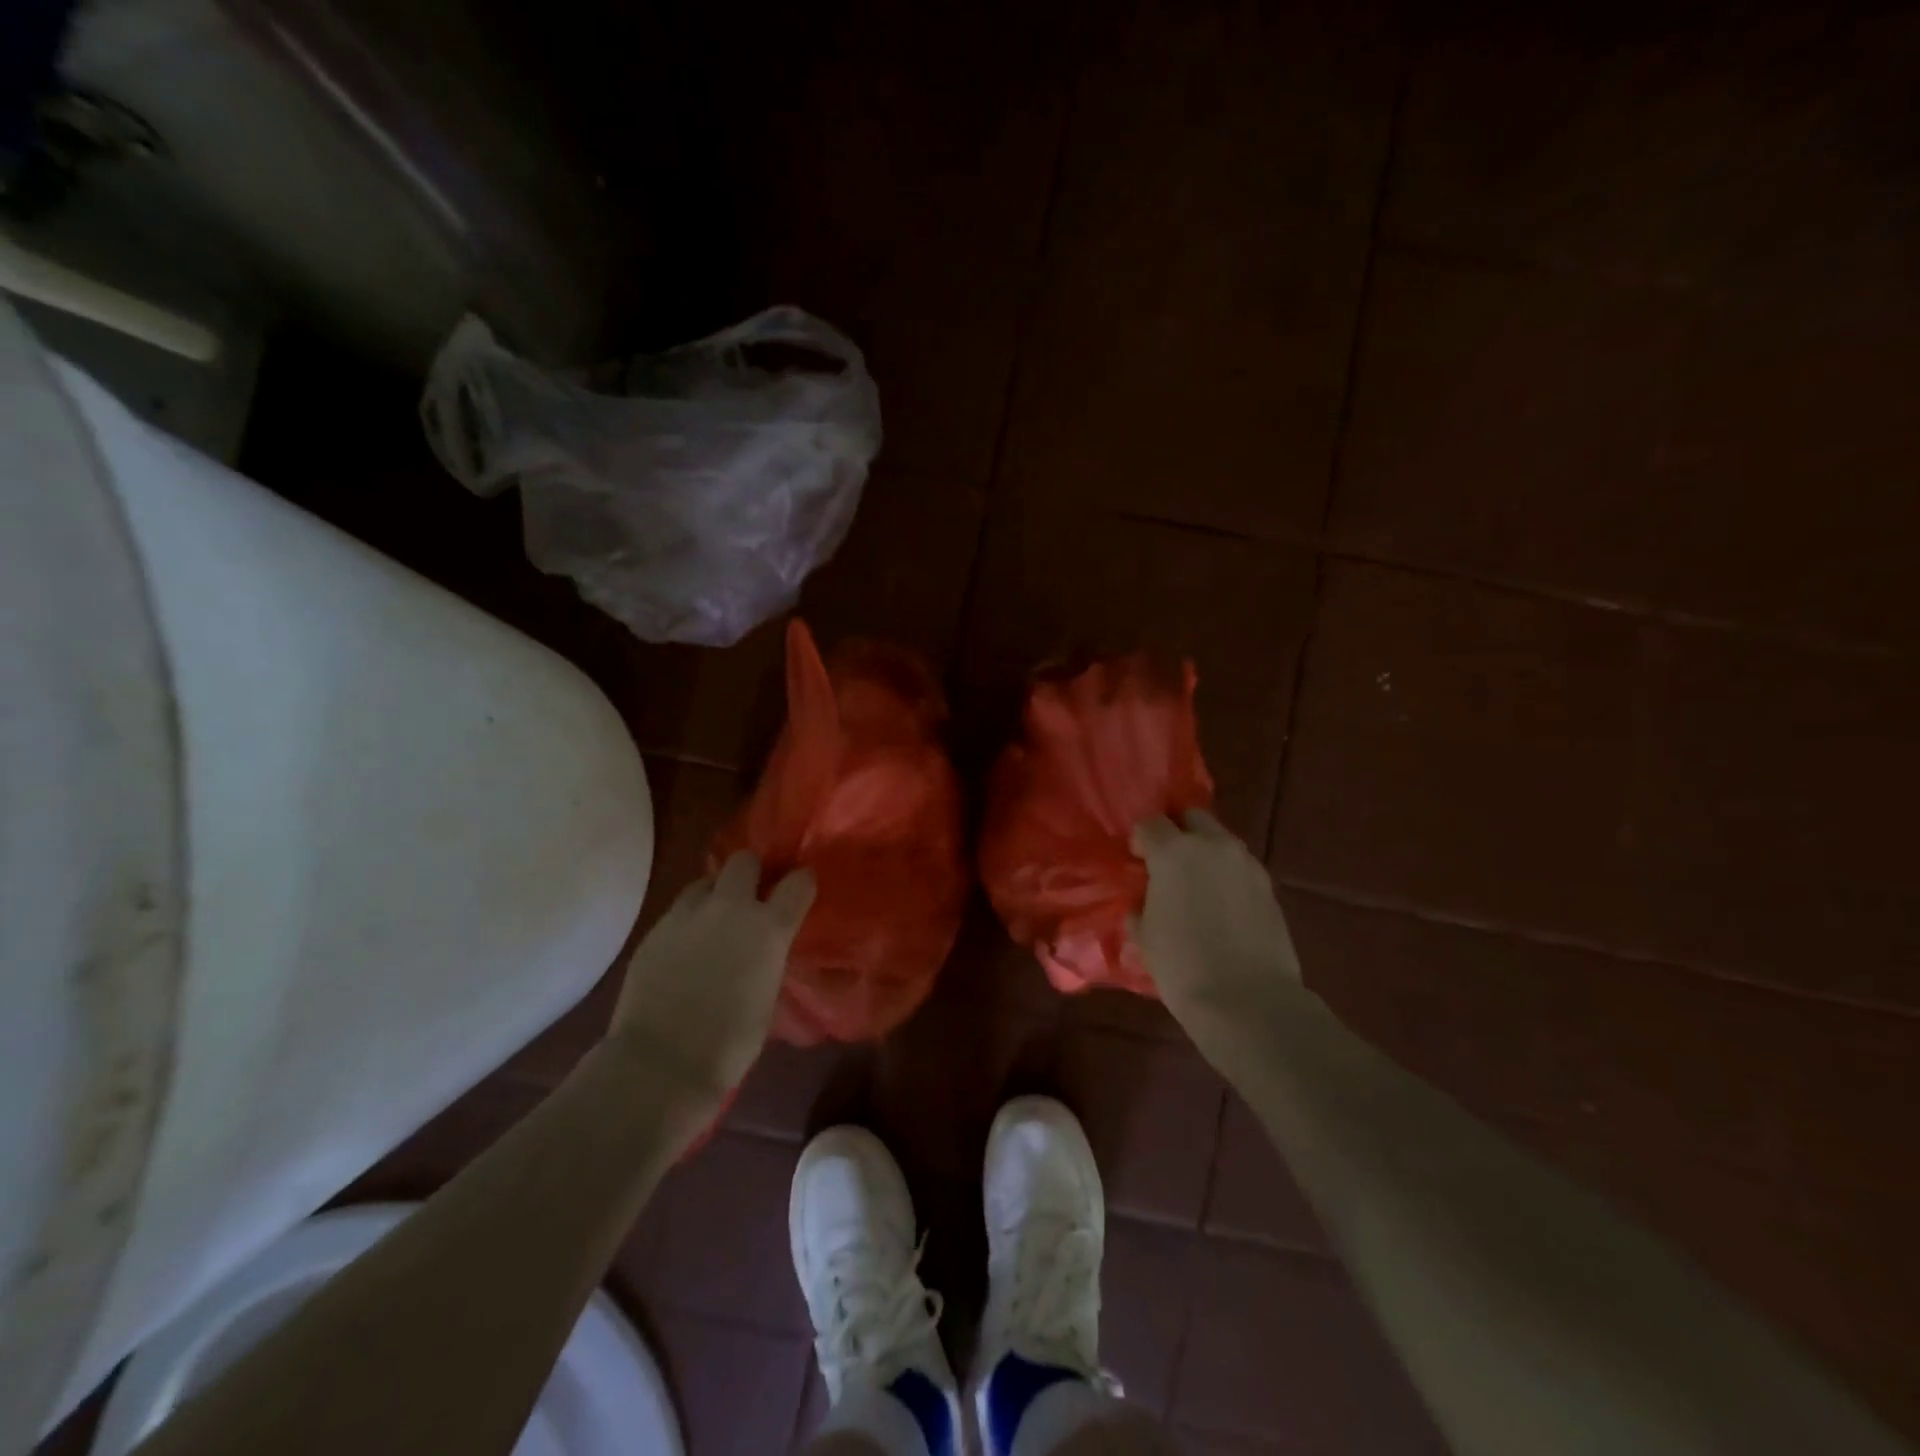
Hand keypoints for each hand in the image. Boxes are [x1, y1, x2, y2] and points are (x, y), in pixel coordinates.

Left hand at [607, 851, 815, 1101]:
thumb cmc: (730, 1042)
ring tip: (714, 920)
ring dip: (715, 893)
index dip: (801, 882)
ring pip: (705, 880)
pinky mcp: (655, 930)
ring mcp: (688, 915)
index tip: (800, 889)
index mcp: (769, 928)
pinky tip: (686, 947)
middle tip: (751, 896)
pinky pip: (679, 910)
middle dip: (751, 872)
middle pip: (744, 861)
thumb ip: (769, 958)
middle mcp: (730, 908)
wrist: (662, 1062)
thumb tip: (764, 950)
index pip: (798, 882)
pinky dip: (688, 920)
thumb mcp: (769, 996)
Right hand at [1130, 811, 1301, 1048]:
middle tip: (1168, 864)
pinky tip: (1221, 905)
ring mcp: (1246, 863)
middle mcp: (1213, 845)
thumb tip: (1147, 898)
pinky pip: (1240, 867)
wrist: (1248, 1002)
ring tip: (1197, 886)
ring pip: (1221, 841)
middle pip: (1192, 817)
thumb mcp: (1145, 934)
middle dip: (1178, 832)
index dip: (1140, 839)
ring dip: (1205, 852)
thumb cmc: (1183, 966)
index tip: (1137, 861)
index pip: (1150, 823)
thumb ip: (1142, 903)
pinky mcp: (1269, 886)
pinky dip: (1227, 875)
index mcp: (1174, 852)